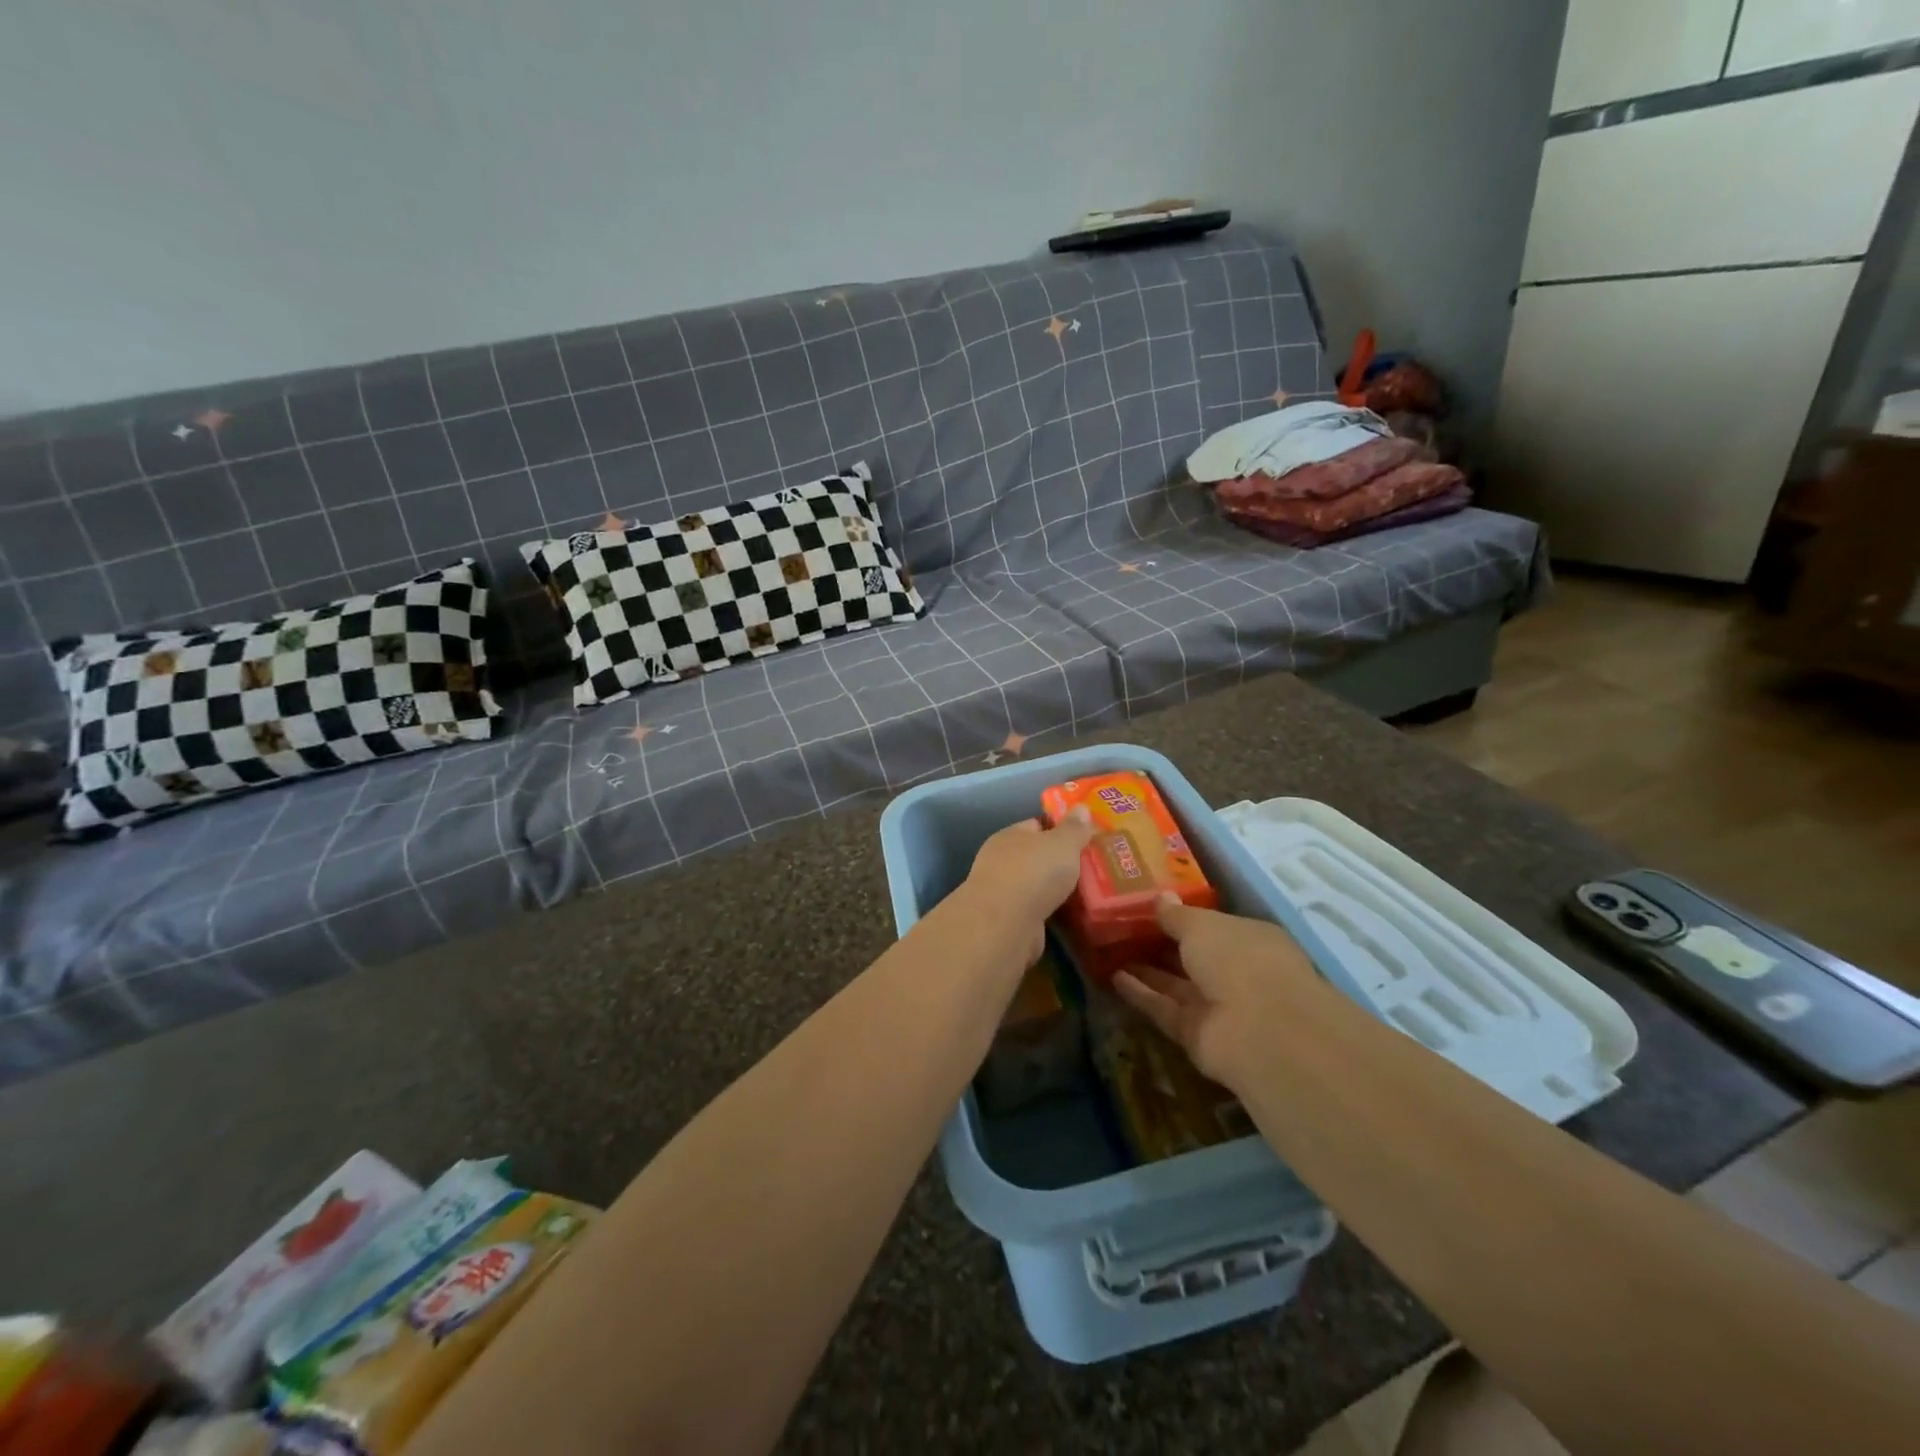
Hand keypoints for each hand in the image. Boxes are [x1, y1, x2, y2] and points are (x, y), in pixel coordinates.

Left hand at [959, 808, 1093, 959]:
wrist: (1006, 925)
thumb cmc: (1033, 872)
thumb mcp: (1061, 843)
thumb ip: (1074, 828)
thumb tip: (1082, 807)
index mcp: (1010, 836)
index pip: (1036, 825)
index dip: (1061, 828)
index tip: (1087, 836)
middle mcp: (1002, 861)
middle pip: (1037, 856)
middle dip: (1061, 861)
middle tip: (1095, 866)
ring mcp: (1003, 893)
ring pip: (1037, 886)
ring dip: (1058, 890)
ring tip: (1091, 892)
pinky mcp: (1010, 921)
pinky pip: (1038, 910)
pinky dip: (1053, 912)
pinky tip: (1075, 915)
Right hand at [1112, 896, 1318, 1091]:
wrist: (1259, 1032)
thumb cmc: (1238, 960)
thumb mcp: (1201, 925)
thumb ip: (1177, 915)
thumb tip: (1161, 898)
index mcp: (1250, 940)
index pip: (1214, 926)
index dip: (1183, 917)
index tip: (1149, 907)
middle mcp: (1237, 973)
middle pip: (1194, 957)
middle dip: (1161, 945)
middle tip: (1122, 929)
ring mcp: (1218, 1007)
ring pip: (1176, 984)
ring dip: (1146, 970)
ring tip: (1109, 951)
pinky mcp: (1197, 1034)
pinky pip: (1164, 1008)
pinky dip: (1141, 994)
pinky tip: (1113, 978)